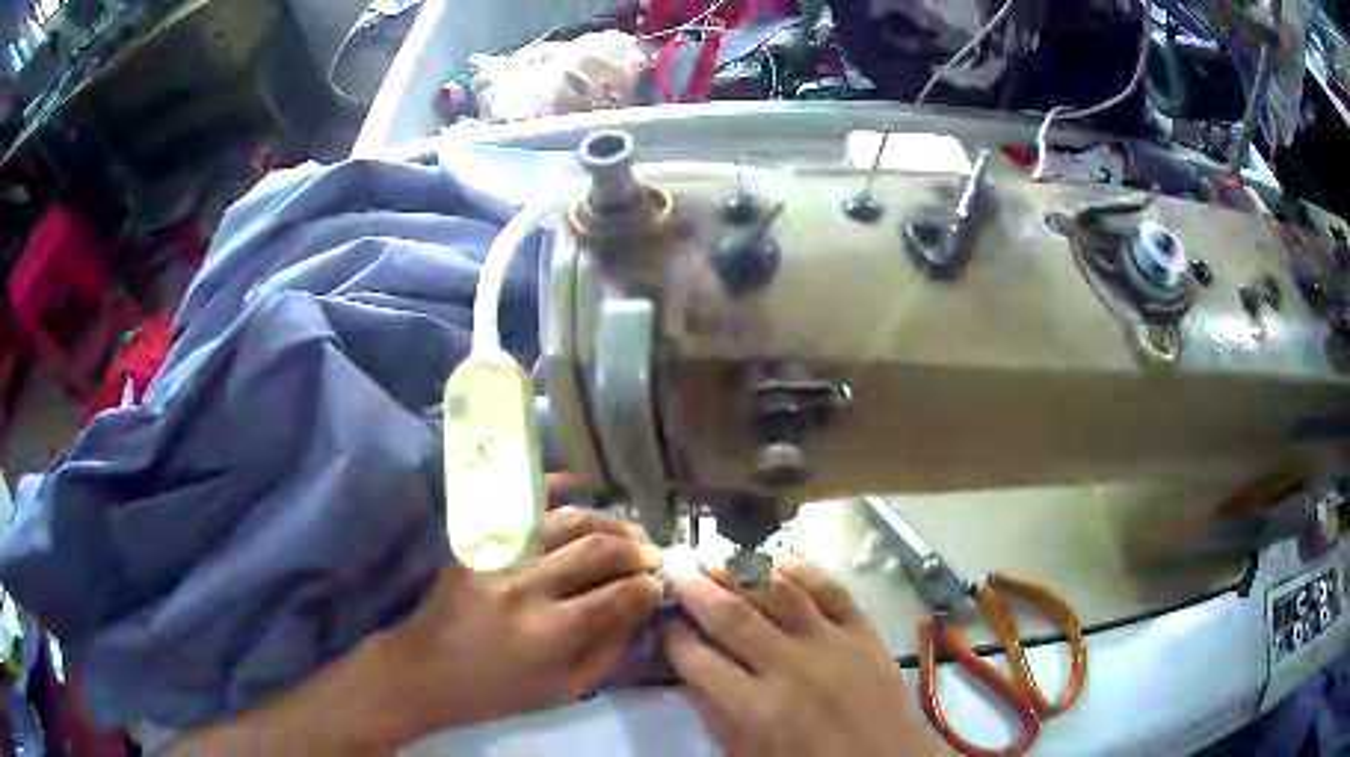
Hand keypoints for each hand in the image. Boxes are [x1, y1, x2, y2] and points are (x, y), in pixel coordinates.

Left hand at [382, 492, 663, 737]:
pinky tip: (583, 487)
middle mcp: (525, 587)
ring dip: (608, 523)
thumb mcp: (565, 689)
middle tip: (651, 557)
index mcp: (548, 633)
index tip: (659, 585)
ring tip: (627, 533)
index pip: (618, 596)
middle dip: (636, 551)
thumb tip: (643, 610)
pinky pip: (524, 504)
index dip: (648, 587)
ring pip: (568, 521)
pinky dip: (558, 487)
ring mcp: (498, 557)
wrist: (427, 670)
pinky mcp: (478, 542)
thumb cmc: (499, 691)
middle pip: (598, 551)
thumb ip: (611, 650)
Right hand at [664, 560, 938, 755]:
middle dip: (695, 589)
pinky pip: (830, 588)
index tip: (661, 620)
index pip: (697, 659)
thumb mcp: (747, 754)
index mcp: (756, 709)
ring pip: (779, 592)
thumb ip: (714, 713)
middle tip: (676, 572)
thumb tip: (688, 670)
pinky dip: (801, 569)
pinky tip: (776, 561)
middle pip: (731, 615)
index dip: (671, 635)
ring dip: (741, 571)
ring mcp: (831, 643)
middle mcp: (790, 668)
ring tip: (715, 560)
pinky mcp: (863, 631)